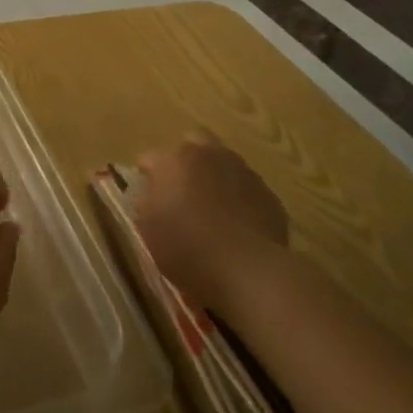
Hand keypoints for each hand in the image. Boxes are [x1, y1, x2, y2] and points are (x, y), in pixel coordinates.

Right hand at [133, 132, 286, 310]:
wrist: (248, 269)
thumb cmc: (186, 247)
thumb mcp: (147, 229)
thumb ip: (144, 202)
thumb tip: (149, 193)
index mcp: (175, 161)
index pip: (151, 158)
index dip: (147, 176)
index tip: (146, 195)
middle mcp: (210, 156)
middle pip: (194, 143)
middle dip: (185, 160)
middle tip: (181, 189)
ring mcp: (243, 172)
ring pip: (224, 163)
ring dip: (215, 177)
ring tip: (212, 209)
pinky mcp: (268, 194)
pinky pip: (247, 188)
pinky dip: (239, 199)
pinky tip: (236, 225)